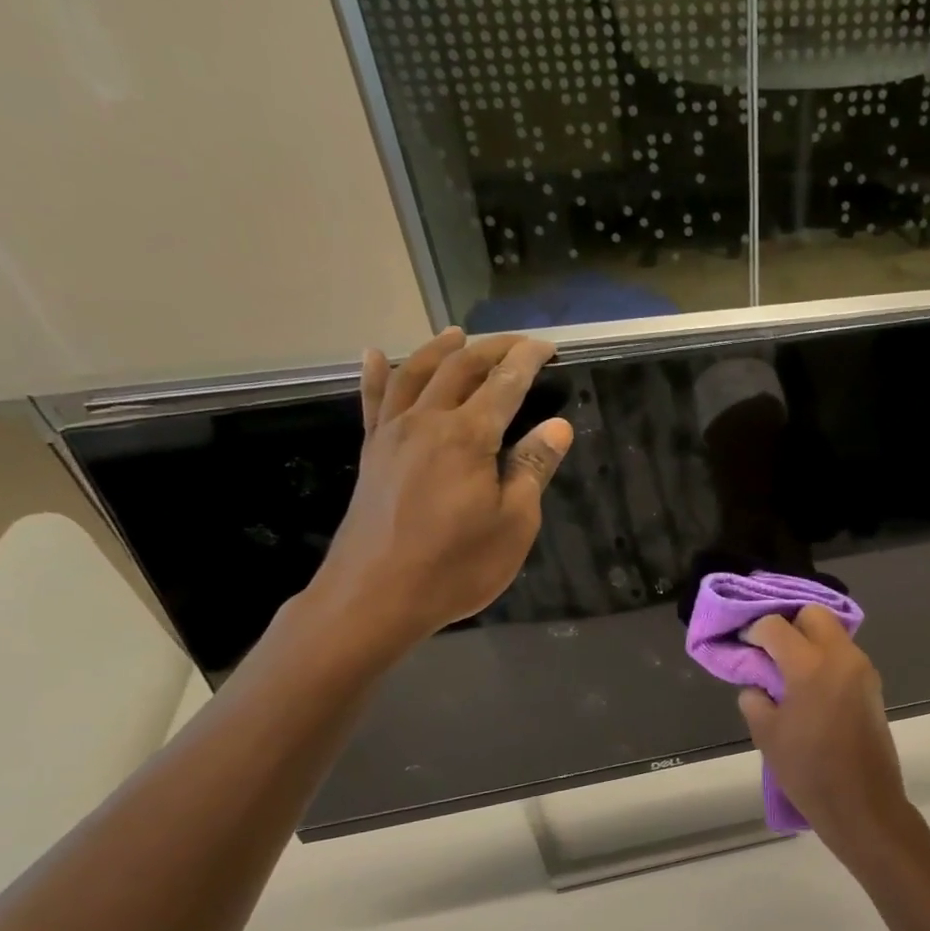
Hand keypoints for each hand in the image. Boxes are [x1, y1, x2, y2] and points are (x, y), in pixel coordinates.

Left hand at [299, 328, 572, 668]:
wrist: (375, 596)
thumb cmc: (456, 565)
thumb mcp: (514, 523)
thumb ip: (532, 468)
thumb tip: (558, 426)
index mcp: (468, 436)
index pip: (505, 384)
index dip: (528, 360)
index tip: (548, 347)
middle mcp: (427, 422)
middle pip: (460, 368)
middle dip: (492, 349)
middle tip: (517, 342)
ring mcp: (393, 435)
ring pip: (415, 374)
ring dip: (440, 349)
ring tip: (458, 334)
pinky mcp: (372, 455)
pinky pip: (374, 402)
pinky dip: (376, 374)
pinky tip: (374, 355)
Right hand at [737, 607, 914, 861]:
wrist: (862, 804)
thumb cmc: (808, 771)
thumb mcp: (767, 735)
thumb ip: (755, 698)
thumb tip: (758, 684)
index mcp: (810, 666)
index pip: (776, 626)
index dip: (755, 631)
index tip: (744, 646)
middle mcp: (842, 657)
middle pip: (814, 614)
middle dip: (789, 624)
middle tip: (770, 651)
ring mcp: (862, 670)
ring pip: (833, 633)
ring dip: (809, 641)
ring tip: (788, 671)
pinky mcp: (873, 686)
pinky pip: (844, 655)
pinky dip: (825, 658)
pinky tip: (809, 687)